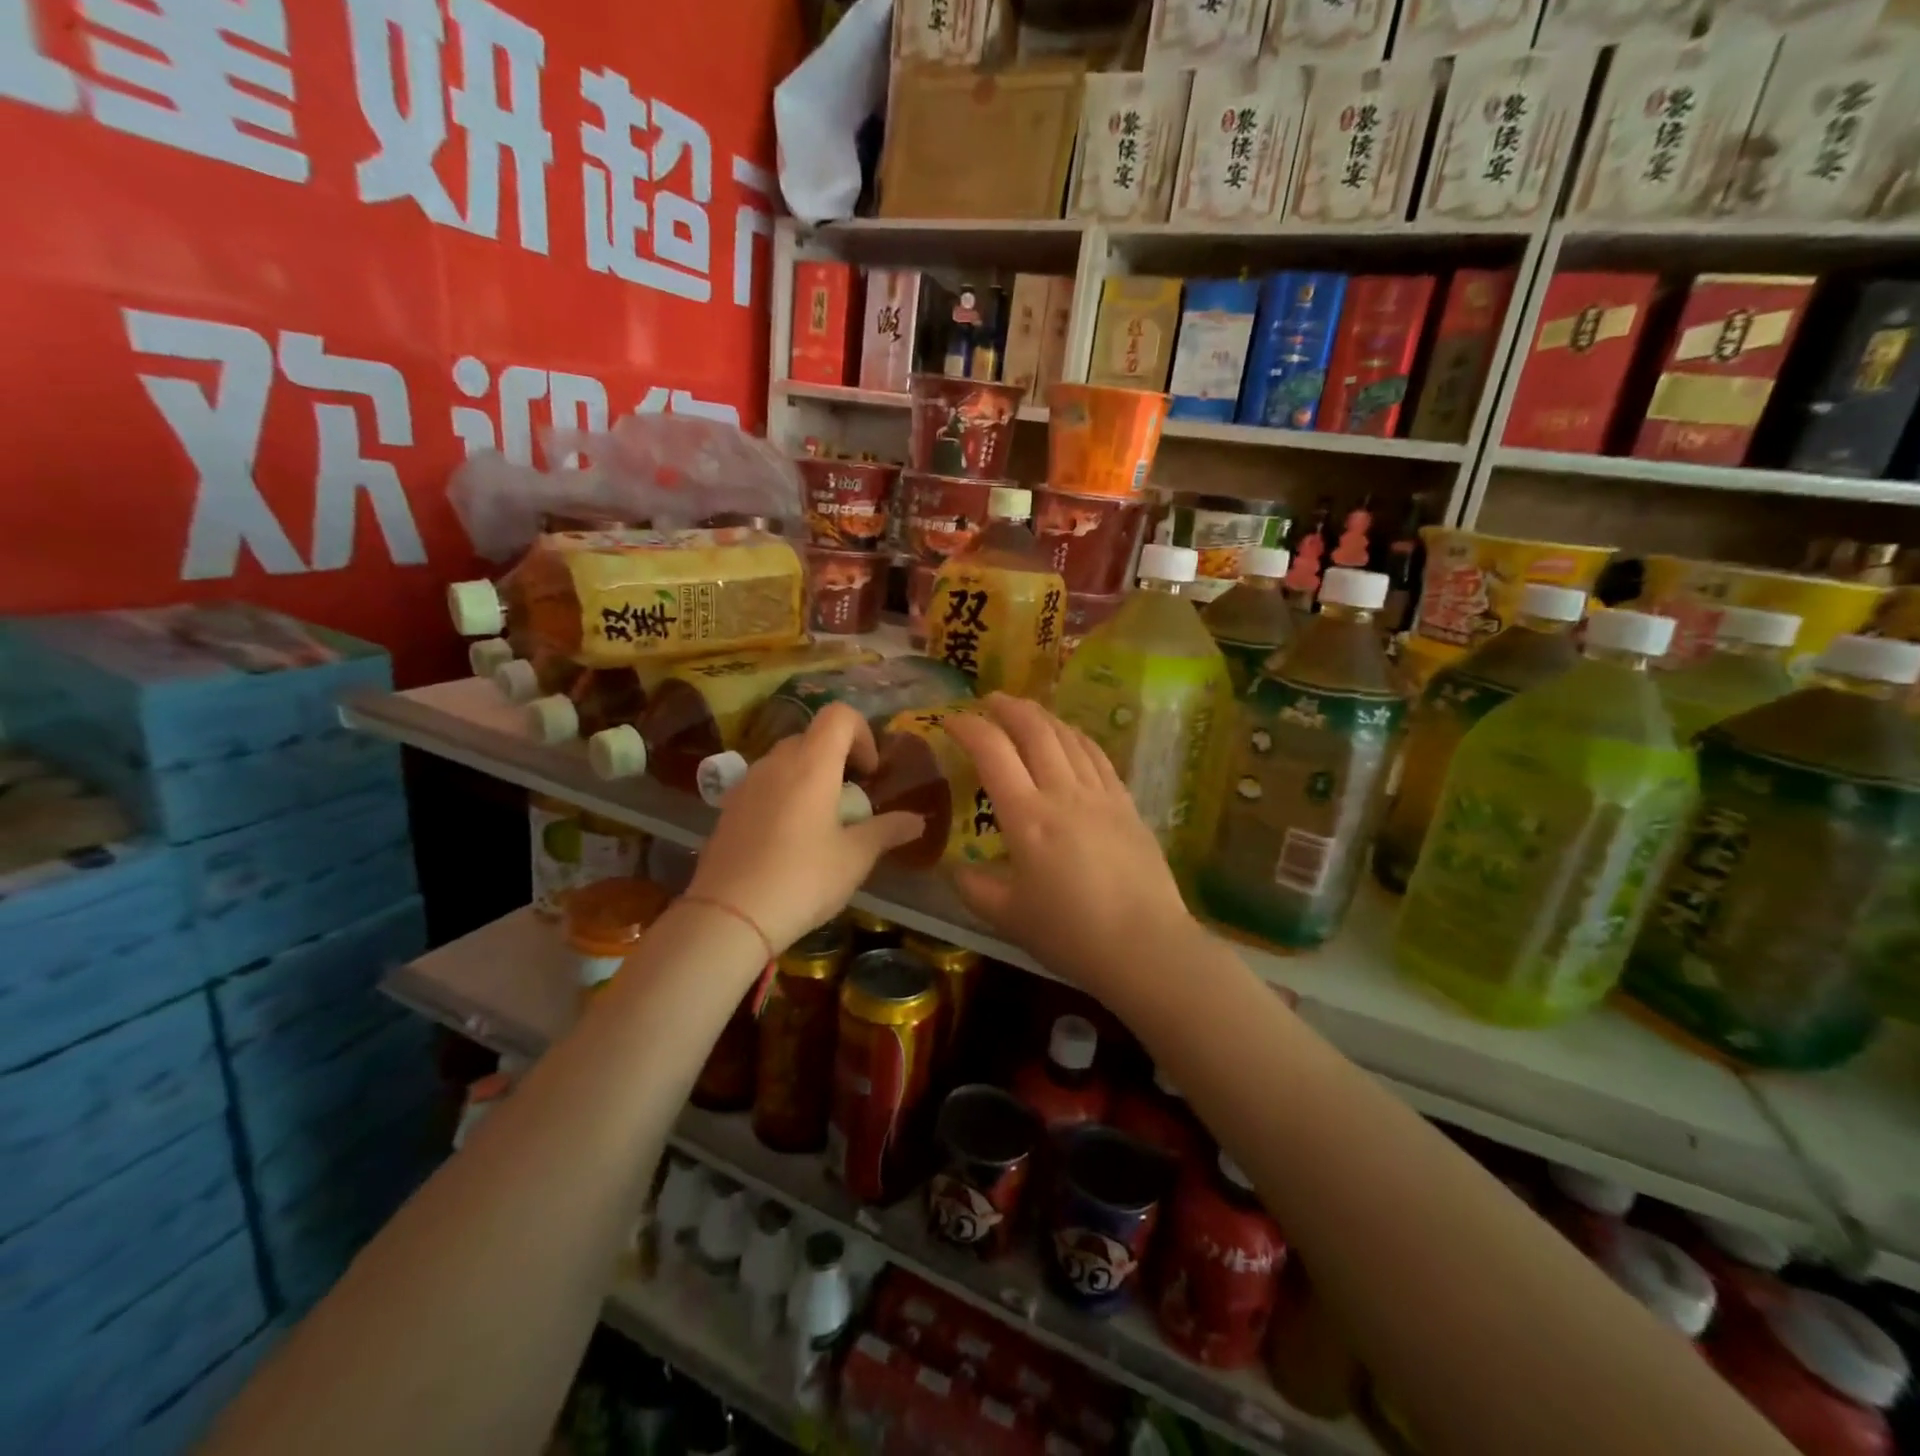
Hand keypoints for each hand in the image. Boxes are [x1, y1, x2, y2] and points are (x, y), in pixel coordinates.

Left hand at [688, 703, 921, 952]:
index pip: (839, 715)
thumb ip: (887, 831)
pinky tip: (788, 840)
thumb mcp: (855, 858)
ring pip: (785, 761)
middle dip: (837, 759)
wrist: (728, 916)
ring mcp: (746, 784)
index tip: (869, 773)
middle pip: (812, 737)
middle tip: (850, 800)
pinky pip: (764, 785)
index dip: (862, 734)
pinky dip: (784, 795)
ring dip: (809, 777)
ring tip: (820, 822)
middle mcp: (776, 763)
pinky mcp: (728, 808)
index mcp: (811, 764)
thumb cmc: (802, 879)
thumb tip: (917, 821)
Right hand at [944, 694, 1200, 993]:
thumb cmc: (1071, 933)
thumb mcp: (1008, 917)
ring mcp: (1101, 795)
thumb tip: (955, 870)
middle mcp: (1063, 793)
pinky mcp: (1127, 805)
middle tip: (990, 700)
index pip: (992, 752)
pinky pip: (1099, 757)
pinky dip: (1078, 737)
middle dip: (1008, 708)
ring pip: (1069, 737)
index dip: (968, 728)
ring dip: (1043, 717)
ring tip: (1027, 711)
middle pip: (1035, 731)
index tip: (951, 720)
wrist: (1146, 947)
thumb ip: (974, 888)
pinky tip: (1072, 737)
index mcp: (1027, 817)